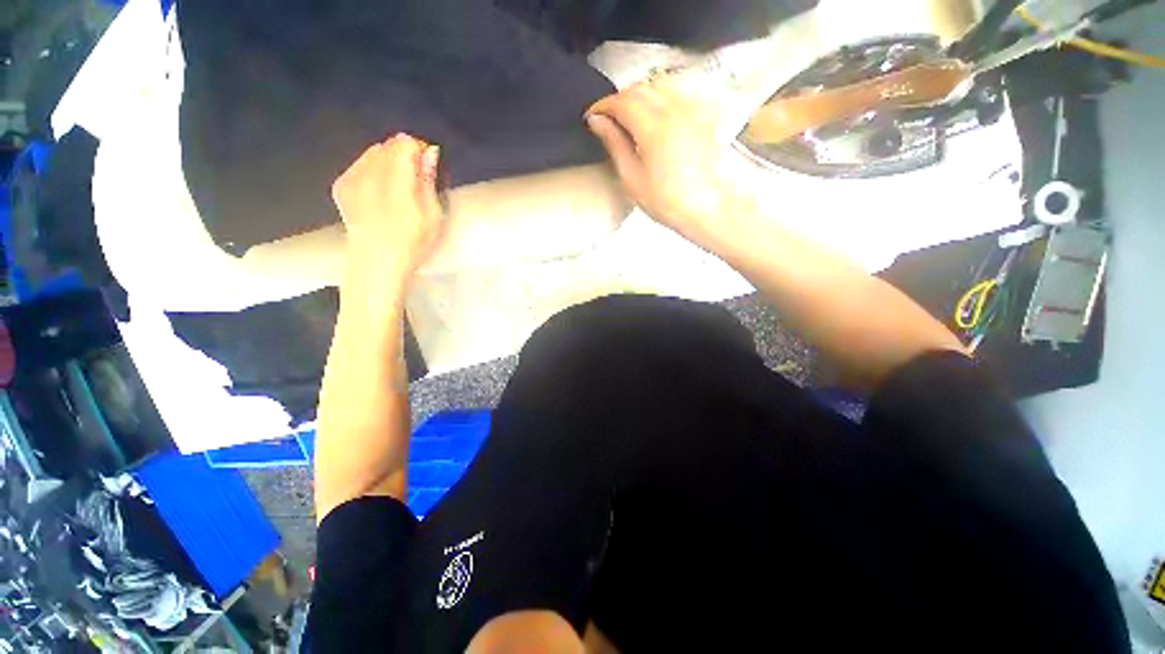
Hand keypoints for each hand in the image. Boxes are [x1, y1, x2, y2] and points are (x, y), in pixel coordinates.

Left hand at [332, 134, 444, 288]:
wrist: (376, 263)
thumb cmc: (412, 243)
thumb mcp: (433, 216)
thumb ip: (428, 180)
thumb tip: (429, 152)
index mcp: (395, 179)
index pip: (404, 143)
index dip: (419, 151)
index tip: (428, 168)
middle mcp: (369, 172)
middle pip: (387, 145)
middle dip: (404, 156)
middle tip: (415, 181)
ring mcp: (351, 177)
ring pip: (372, 154)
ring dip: (388, 163)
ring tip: (397, 189)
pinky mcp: (341, 186)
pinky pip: (359, 165)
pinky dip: (372, 172)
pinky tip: (379, 194)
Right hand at [585, 74, 746, 244]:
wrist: (706, 208)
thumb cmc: (666, 201)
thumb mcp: (632, 178)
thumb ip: (615, 144)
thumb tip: (597, 121)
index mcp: (653, 127)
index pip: (622, 101)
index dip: (603, 105)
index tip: (592, 116)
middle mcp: (674, 109)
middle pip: (640, 88)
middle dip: (620, 99)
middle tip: (609, 119)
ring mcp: (692, 109)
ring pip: (660, 84)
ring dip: (641, 94)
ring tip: (632, 115)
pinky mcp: (703, 115)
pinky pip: (679, 91)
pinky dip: (662, 95)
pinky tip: (658, 114)